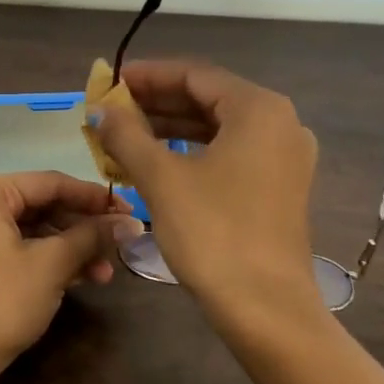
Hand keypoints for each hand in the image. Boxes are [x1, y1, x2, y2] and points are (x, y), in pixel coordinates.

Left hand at [0, 171, 142, 372]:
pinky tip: (82, 278)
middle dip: (83, 228)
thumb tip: (131, 223)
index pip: (51, 183)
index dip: (94, 198)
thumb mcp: (52, 264)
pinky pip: (19, 248)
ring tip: (106, 272)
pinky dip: (49, 260)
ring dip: (71, 248)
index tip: (129, 211)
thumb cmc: (1, 300)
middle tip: (121, 242)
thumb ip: (92, 236)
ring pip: (33, 230)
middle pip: (42, 205)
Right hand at [88, 61, 318, 316]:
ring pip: (218, 128)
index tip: (111, 81)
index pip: (195, 74)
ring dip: (170, 127)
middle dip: (156, 102)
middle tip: (112, 109)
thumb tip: (100, 110)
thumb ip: (126, 135)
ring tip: (125, 133)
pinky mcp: (279, 186)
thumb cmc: (213, 233)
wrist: (266, 308)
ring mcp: (283, 157)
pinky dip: (192, 151)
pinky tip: (157, 160)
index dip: (148, 76)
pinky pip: (229, 153)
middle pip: (208, 98)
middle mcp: (279, 124)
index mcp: (259, 109)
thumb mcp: (161, 178)